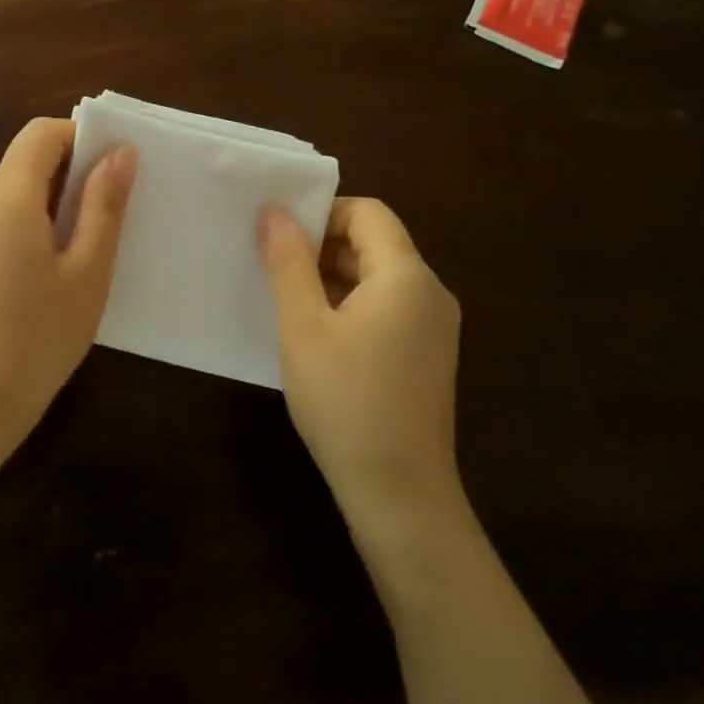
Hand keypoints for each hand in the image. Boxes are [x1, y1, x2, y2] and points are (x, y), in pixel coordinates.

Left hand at [0, 117, 136, 445]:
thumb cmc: (40, 336)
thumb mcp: (87, 270)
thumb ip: (104, 205)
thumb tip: (121, 151)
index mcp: (5, 196)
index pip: (41, 133)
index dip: (81, 137)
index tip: (114, 169)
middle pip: (25, 160)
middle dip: (71, 173)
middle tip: (111, 214)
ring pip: (13, 191)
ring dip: (51, 202)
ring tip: (86, 247)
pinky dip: (29, 223)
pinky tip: (51, 269)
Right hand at [257, 197, 463, 543]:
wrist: (399, 493)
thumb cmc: (345, 400)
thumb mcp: (303, 327)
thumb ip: (288, 263)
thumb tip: (274, 210)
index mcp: (407, 276)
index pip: (368, 213)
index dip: (322, 213)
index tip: (278, 238)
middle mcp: (430, 293)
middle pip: (375, 243)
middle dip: (321, 247)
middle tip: (270, 269)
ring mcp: (433, 328)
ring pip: (377, 279)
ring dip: (331, 279)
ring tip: (285, 302)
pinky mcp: (426, 357)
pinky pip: (386, 310)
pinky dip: (349, 307)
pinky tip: (315, 337)